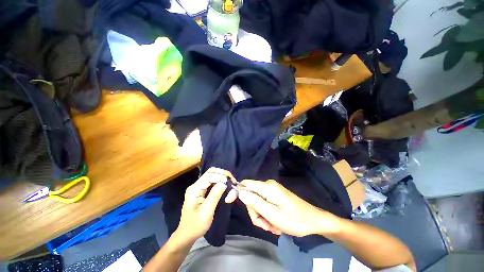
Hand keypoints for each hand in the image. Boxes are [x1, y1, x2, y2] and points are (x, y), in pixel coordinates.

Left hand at [176, 167, 237, 241]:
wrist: (187, 235)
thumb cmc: (195, 226)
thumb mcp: (206, 212)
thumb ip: (215, 195)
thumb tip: (224, 182)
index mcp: (194, 189)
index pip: (209, 176)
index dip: (220, 176)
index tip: (230, 182)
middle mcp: (196, 185)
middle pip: (210, 172)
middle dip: (222, 174)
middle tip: (232, 180)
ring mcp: (198, 187)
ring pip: (212, 175)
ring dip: (222, 176)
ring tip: (230, 182)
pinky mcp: (201, 190)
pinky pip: (212, 181)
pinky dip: (220, 180)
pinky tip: (225, 184)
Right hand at [238, 179, 341, 236]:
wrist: (313, 221)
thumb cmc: (295, 219)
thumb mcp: (273, 215)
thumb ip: (255, 202)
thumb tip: (240, 192)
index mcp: (267, 188)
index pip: (246, 184)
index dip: (237, 191)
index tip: (229, 201)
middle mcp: (268, 186)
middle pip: (251, 197)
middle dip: (255, 213)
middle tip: (266, 225)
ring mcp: (272, 191)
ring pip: (258, 203)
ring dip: (262, 217)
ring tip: (273, 226)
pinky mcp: (275, 196)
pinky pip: (265, 205)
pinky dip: (267, 216)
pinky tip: (276, 223)